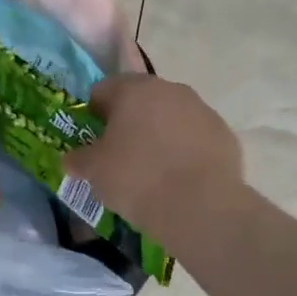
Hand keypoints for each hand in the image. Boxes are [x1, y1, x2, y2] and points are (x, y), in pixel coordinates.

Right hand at [63, 73, 244, 245]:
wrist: (199, 206)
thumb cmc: (136, 179)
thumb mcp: (94, 172)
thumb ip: (79, 159)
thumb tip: (72, 158)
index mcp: (134, 90)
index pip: (103, 90)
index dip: (93, 114)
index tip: (92, 140)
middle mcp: (170, 90)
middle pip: (141, 100)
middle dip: (129, 122)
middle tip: (121, 156)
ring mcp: (202, 110)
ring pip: (171, 117)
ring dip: (160, 135)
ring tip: (154, 171)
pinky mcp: (224, 134)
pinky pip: (195, 138)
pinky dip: (186, 152)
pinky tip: (181, 179)